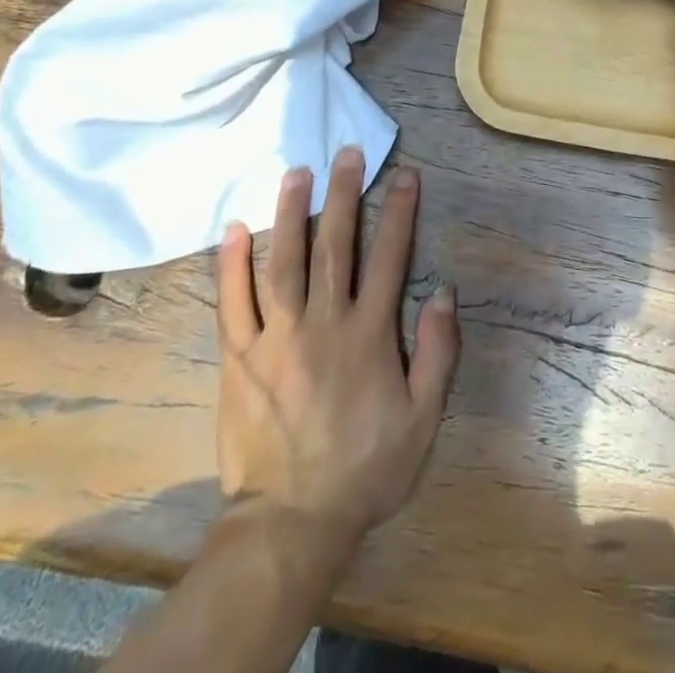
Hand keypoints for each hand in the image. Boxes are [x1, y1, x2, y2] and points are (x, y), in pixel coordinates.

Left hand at [215, 147, 459, 543]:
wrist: (291, 523)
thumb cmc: (365, 469)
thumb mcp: (423, 419)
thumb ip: (437, 352)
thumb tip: (443, 291)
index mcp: (368, 334)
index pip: (388, 257)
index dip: (399, 211)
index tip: (404, 174)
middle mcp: (322, 322)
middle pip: (334, 245)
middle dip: (344, 193)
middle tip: (346, 152)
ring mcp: (275, 337)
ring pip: (282, 261)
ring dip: (290, 212)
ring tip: (296, 172)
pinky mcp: (238, 357)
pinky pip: (232, 303)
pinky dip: (231, 264)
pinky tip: (233, 229)